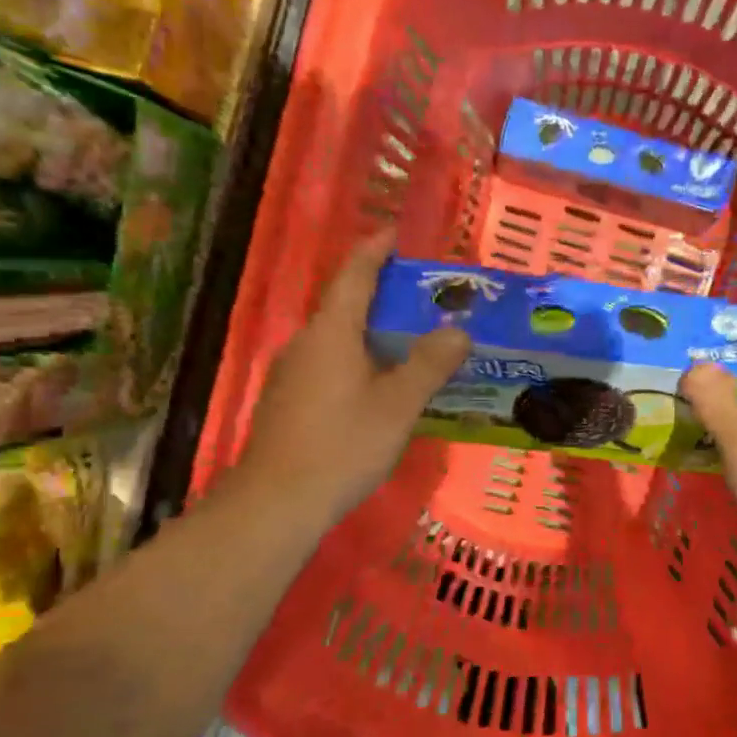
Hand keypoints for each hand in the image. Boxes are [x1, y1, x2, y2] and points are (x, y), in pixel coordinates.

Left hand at [235, 230, 469, 523]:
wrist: (276, 503)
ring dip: (374, 334)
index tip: (397, 234)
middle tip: (426, 300)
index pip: (354, 274)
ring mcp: (292, 373)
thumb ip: (430, 364)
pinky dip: (359, 361)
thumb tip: (459, 330)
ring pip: (339, 339)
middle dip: (385, 297)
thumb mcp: (398, 405)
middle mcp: (306, 343)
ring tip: (413, 343)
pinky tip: (381, 387)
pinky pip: (330, 365)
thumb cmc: (342, 445)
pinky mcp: (288, 401)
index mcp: (331, 332)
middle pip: (347, 306)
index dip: (376, 249)